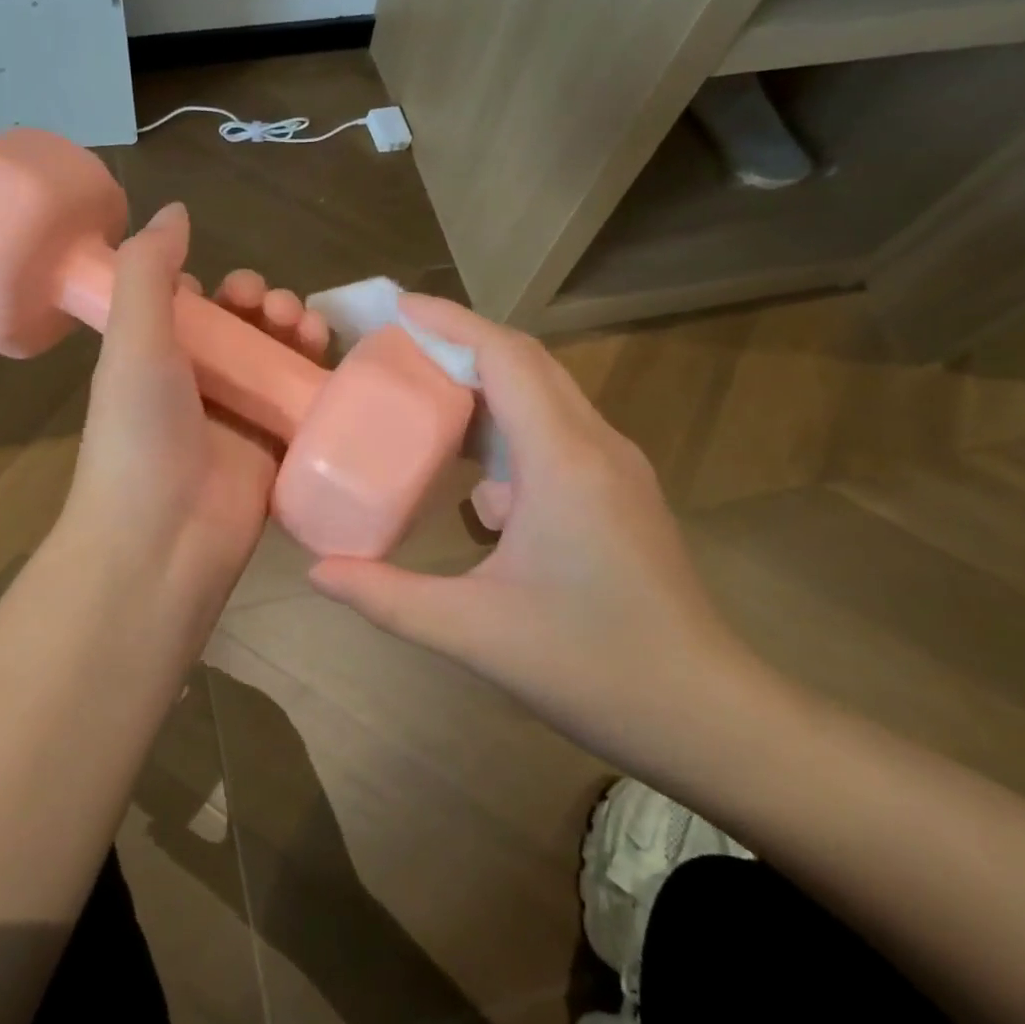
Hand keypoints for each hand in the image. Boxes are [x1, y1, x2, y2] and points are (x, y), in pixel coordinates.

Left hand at [59, 202, 330, 624]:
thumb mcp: (133, 342)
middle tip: (277, 310)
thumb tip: (175, 209)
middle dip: (268, 308)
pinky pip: (304, 402)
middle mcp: (199, 384)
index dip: (219, 290)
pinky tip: (331, 365)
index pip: (196, 309)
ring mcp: (239, 419)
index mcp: (157, 357)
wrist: (162, 540)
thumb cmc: (140, 433)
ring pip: (278, 361)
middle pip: (245, 330)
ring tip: (306, 330)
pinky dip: (320, 379)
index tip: (235, 290)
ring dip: (297, 334)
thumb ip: (148, 272)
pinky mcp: (276, 451)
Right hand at [308, 294, 768, 772]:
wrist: (706, 716)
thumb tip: (318, 573)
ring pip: (545, 397)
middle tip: (398, 350)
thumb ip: (387, 597)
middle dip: (462, 345)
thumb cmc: (592, 667)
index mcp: (563, 460)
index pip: (506, 357)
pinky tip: (477, 483)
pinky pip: (556, 434)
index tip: (399, 307)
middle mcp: (595, 445)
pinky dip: (509, 431)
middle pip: (527, 364)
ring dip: (486, 387)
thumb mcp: (474, 632)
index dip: (451, 323)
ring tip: (426, 400)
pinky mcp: (619, 492)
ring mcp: (615, 467)